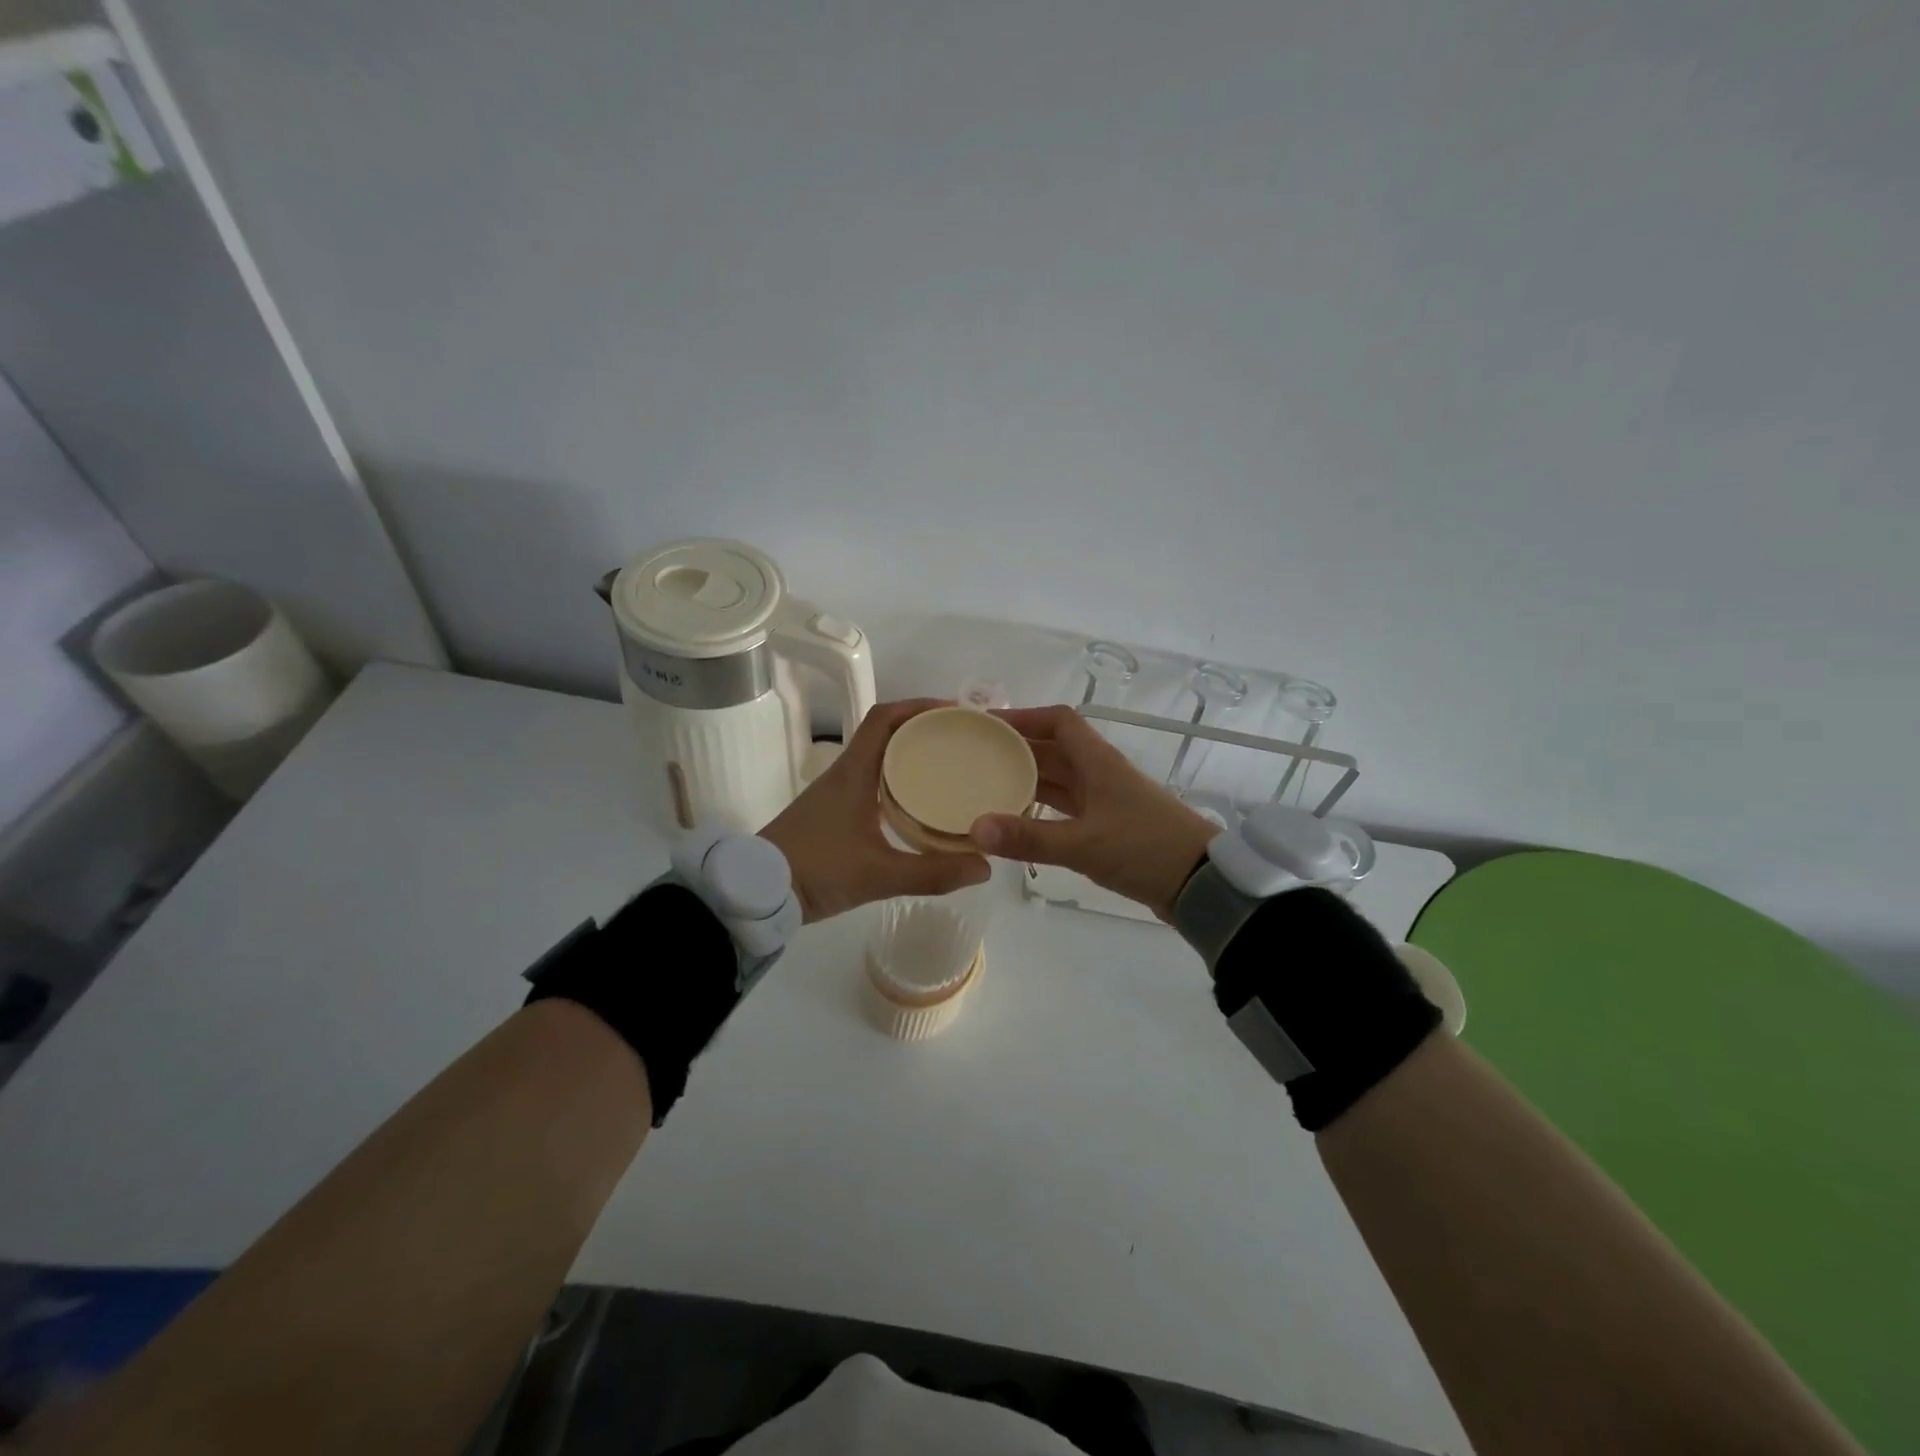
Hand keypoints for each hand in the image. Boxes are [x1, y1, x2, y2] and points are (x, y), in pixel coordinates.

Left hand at [760, 699, 991, 921]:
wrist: (756, 893)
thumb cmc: (815, 870)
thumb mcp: (878, 875)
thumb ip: (932, 873)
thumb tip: (985, 866)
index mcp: (853, 773)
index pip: (884, 718)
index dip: (918, 706)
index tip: (954, 711)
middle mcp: (845, 774)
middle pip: (886, 734)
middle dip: (923, 730)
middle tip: (962, 741)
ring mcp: (836, 794)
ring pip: (879, 759)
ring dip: (910, 755)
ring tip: (950, 768)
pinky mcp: (833, 814)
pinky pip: (872, 784)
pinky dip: (898, 782)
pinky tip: (919, 805)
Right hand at [968, 705, 1219, 920]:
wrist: (1202, 883)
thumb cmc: (1144, 849)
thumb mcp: (1083, 844)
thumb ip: (1029, 837)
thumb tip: (976, 827)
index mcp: (1098, 762)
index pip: (1060, 721)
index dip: (1026, 716)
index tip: (990, 724)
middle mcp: (1100, 774)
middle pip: (1055, 749)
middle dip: (1018, 749)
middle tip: (976, 757)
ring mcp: (1106, 801)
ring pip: (1060, 780)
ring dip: (1028, 780)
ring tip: (987, 787)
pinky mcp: (1109, 827)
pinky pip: (1067, 808)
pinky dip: (1042, 810)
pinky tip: (1018, 822)